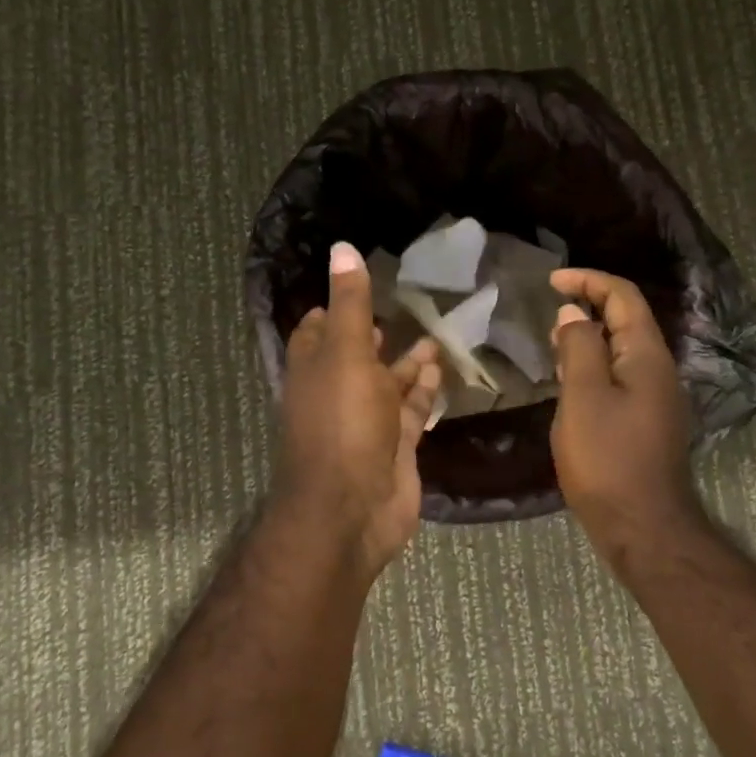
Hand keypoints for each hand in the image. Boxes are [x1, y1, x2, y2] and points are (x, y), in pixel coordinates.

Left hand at [272, 242, 441, 574]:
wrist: (352, 508)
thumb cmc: (344, 422)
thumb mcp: (346, 352)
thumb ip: (351, 303)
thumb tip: (342, 248)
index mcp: (314, 368)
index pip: (317, 330)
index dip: (334, 307)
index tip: (359, 284)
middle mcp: (337, 393)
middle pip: (356, 356)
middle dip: (377, 334)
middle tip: (405, 307)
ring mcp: (366, 423)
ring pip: (388, 384)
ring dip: (408, 362)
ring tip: (436, 336)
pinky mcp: (394, 446)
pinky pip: (410, 411)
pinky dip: (424, 391)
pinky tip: (441, 370)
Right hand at [548, 269, 697, 541]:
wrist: (643, 526)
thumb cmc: (607, 459)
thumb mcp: (583, 397)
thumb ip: (579, 348)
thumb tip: (574, 313)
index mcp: (645, 356)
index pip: (623, 297)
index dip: (588, 281)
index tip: (551, 282)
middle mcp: (658, 369)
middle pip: (627, 320)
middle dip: (589, 304)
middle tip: (550, 311)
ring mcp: (656, 397)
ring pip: (622, 349)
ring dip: (590, 336)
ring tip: (554, 341)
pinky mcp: (646, 421)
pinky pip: (620, 375)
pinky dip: (594, 364)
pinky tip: (571, 381)